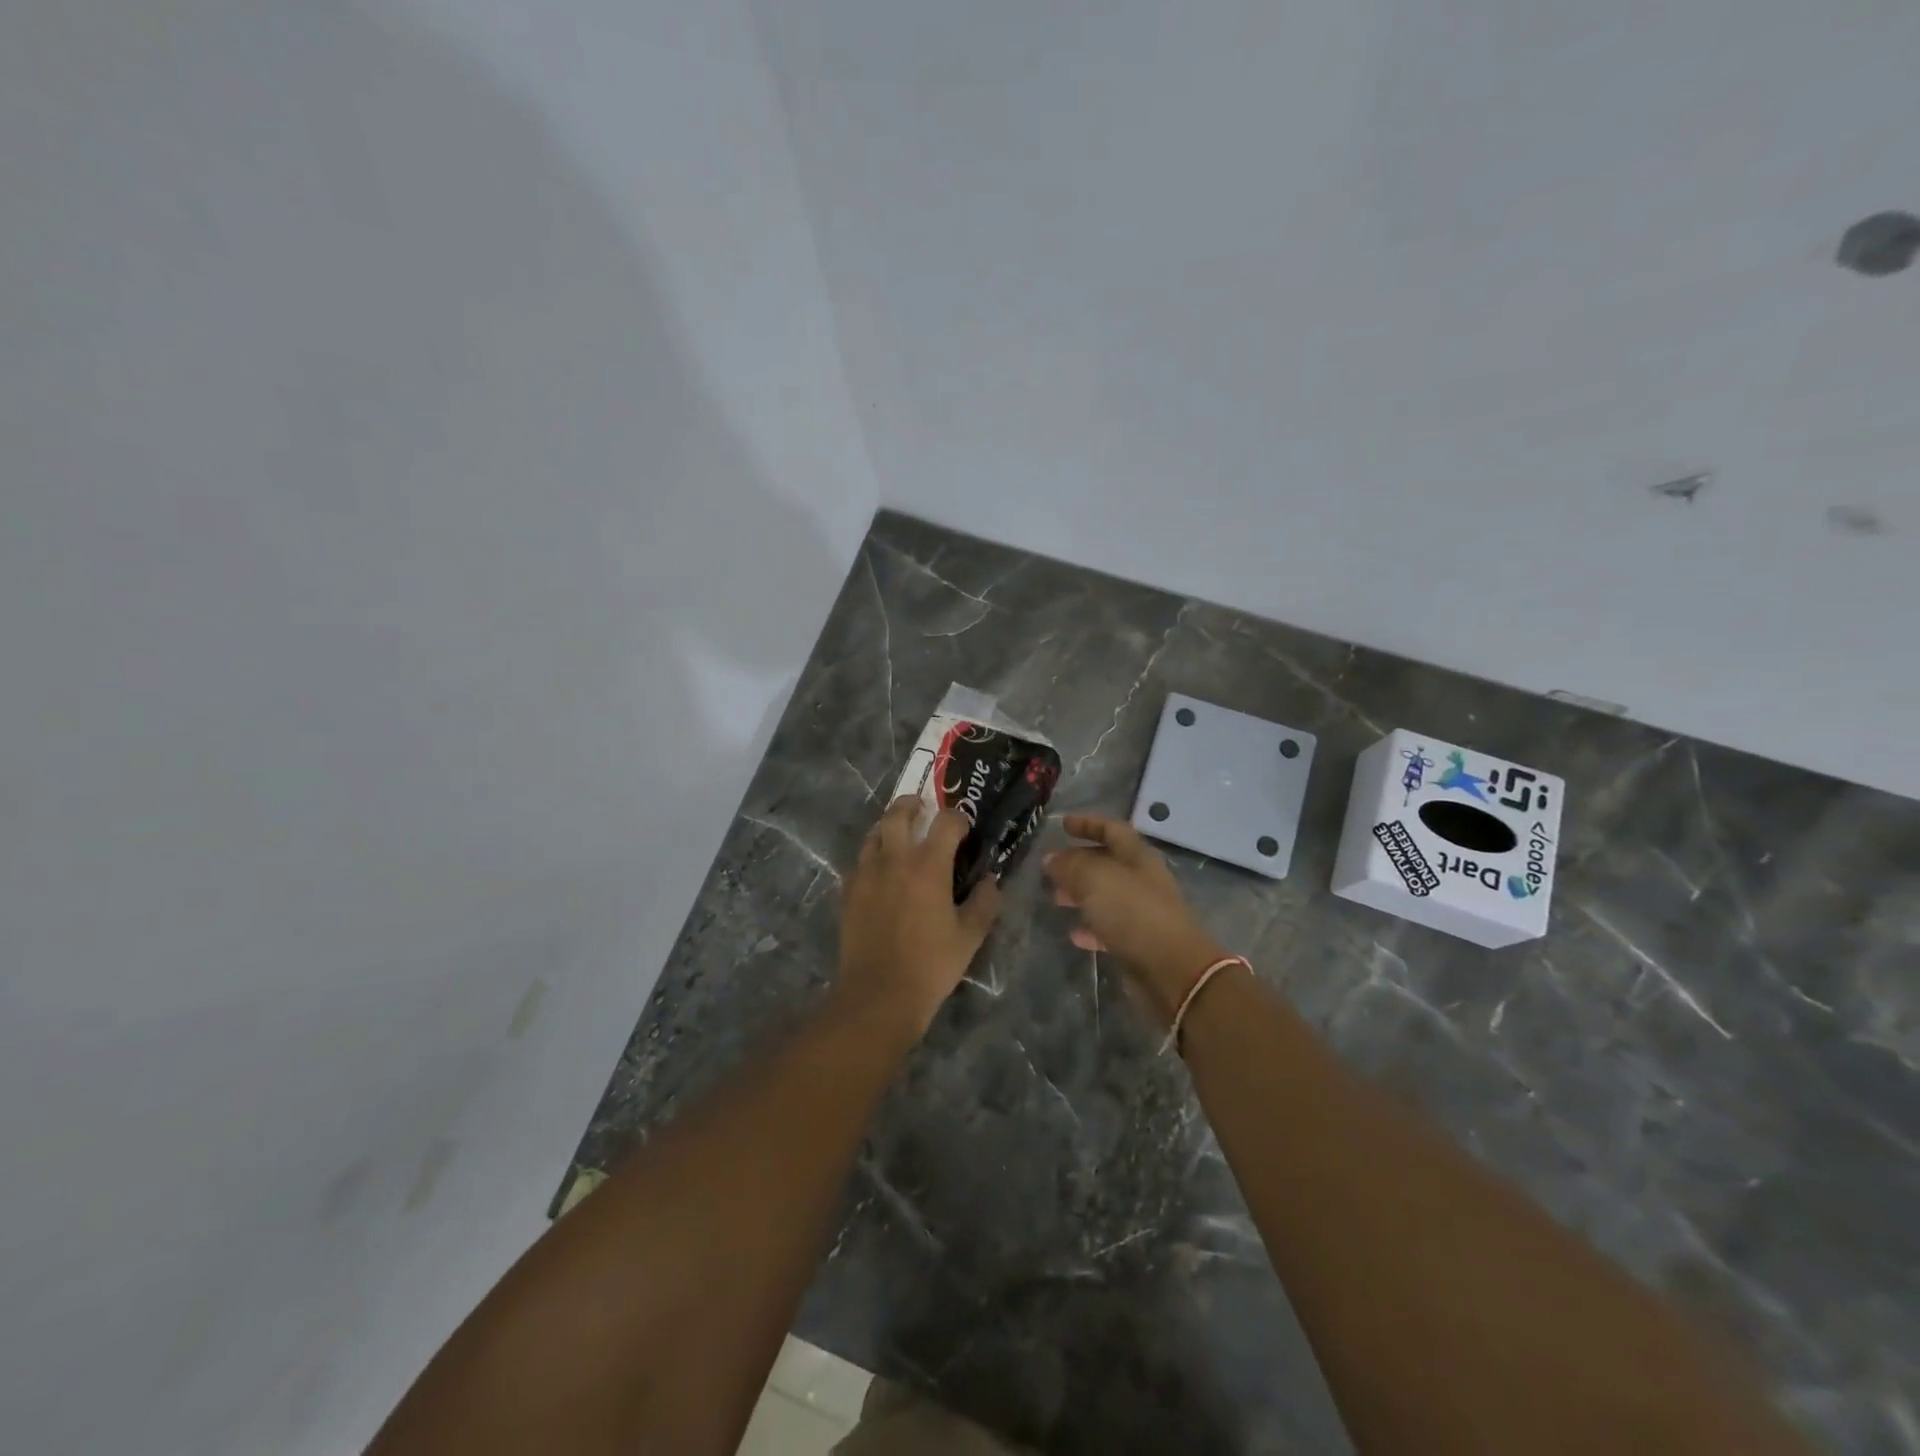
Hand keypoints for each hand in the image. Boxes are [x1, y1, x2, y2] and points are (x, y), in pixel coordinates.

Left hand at [837, 797, 1001, 1037]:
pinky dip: (872, 855)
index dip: (958, 819)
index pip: (945, 822)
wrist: (878, 994)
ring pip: (874, 833)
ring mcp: (866, 873)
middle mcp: (894, 859)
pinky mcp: (848, 891)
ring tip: (900, 835)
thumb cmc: (930, 965)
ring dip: (889, 826)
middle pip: (898, 814)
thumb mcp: (969, 937)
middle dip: (913, 805)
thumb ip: (985, 903)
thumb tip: (991, 880)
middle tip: (922, 809)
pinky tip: (881, 870)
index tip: (964, 828)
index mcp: (928, 865)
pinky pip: (860, 861)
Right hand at [1045, 815, 1224, 1026]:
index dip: (1087, 824)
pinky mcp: (1139, 942)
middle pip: (1107, 862)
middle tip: (1051, 868)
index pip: (1112, 829)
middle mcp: (1142, 880)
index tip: (1062, 825)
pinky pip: (1110, 927)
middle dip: (1078, 862)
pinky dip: (1091, 927)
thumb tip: (1051, 859)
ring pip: (1106, 895)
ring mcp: (1143, 912)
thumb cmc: (1133, 913)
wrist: (1172, 970)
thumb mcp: (1095, 880)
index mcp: (1138, 857)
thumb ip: (1070, 866)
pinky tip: (1073, 934)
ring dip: (1080, 894)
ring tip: (1055, 898)